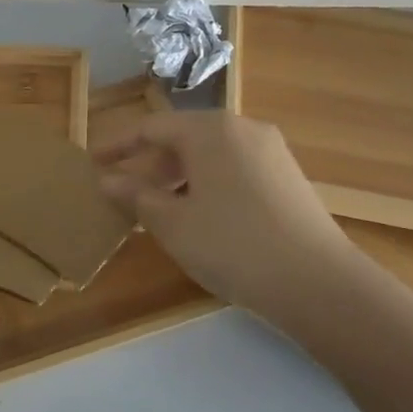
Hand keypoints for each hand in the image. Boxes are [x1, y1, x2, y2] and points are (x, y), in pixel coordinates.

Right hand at [95, 111, 364, 326]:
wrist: (319, 284)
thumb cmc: (232, 245)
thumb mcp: (171, 223)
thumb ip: (135, 195)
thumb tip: (108, 180)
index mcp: (209, 130)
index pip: (151, 127)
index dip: (118, 145)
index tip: (94, 161)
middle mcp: (242, 129)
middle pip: (182, 138)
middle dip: (149, 164)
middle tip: (123, 191)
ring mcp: (271, 152)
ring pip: (210, 155)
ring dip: (178, 177)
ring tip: (158, 209)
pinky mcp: (288, 177)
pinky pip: (234, 169)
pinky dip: (207, 184)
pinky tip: (200, 216)